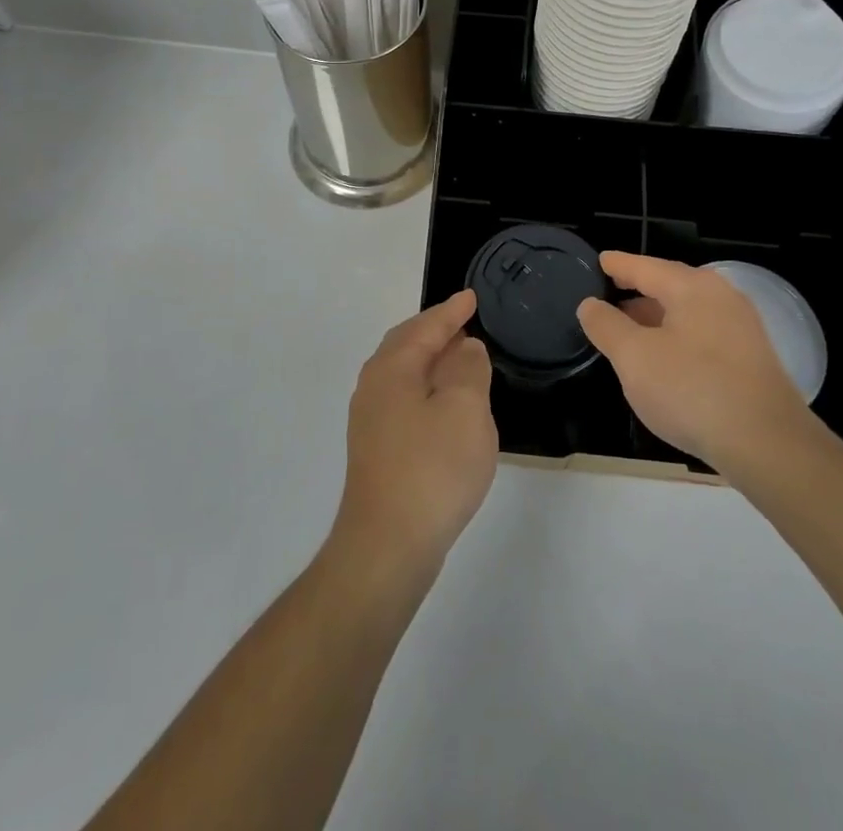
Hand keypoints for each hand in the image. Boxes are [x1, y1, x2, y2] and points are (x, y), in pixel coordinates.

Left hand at [332, 290, 496, 580]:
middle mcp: (374, 386)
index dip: (452, 311)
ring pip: (403, 372)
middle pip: (406, 344)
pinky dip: (426, 387)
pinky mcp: (376, 449)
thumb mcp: (465, 409)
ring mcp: (370, 420)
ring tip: (459, 357)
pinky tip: (444, 405)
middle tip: (464, 321)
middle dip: (435, 330)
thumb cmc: (432, 469)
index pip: (426, 327)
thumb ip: (468, 369)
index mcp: (393, 368)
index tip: (472, 297)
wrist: (387, 546)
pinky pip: (404, 398)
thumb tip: (464, 347)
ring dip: (430, 359)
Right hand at [576, 253, 822, 475]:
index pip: (645, 266)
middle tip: (609, 296)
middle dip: (638, 291)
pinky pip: (704, 333)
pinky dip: (678, 336)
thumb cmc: (692, 390)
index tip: (599, 261)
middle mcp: (721, 296)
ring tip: (630, 330)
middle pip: (670, 285)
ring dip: (657, 317)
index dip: (617, 265)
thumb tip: (590, 304)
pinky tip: (665, 359)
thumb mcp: (634, 358)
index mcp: (692, 287)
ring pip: (688, 311)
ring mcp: (741, 327)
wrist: (767, 444)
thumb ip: (607, 326)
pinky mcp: (752, 357)